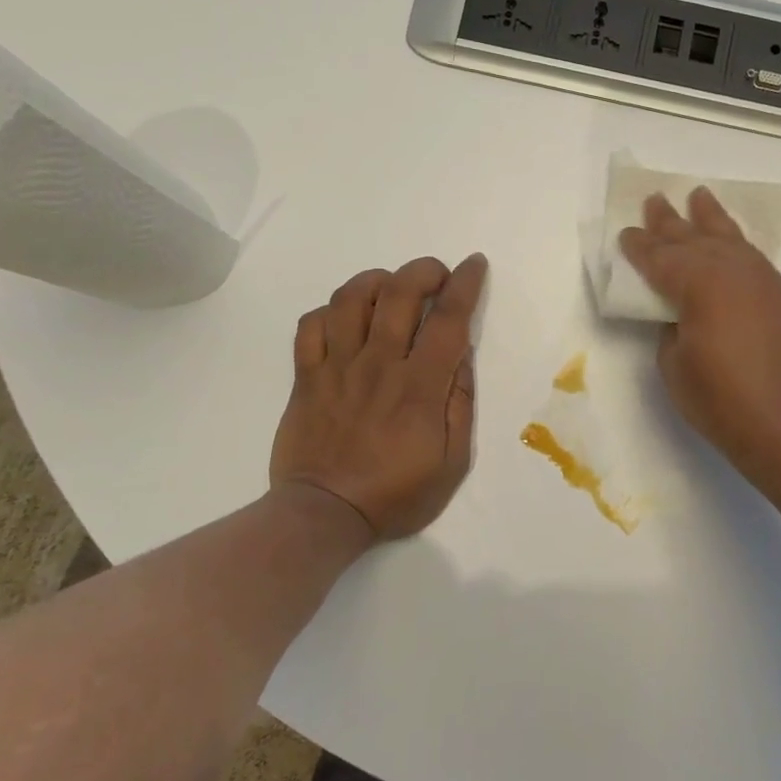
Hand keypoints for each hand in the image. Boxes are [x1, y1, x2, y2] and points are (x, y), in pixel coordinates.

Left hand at [270, 254, 487, 540]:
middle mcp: (378, 364)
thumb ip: (459, 405)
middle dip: (423, 270)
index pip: (448, 319)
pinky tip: (344, 319)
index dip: (465, 284)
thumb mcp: (452, 462)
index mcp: (420, 386)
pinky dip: (329, 311)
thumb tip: (461, 356)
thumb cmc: (395, 494)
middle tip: (436, 276)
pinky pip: (310, 326)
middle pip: (398, 293)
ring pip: (350, 299)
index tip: (474, 265)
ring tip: (389, 288)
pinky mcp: (306, 377)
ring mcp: (336, 367)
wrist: (325, 514)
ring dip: (375, 281)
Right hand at [620, 190, 780, 480]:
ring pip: (731, 239)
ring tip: (699, 197)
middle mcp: (732, 270)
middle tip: (655, 200)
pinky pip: (754, 258)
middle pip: (694, 238)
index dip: (639, 246)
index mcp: (698, 283)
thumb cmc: (719, 399)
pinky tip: (732, 243)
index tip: (625, 234)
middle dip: (670, 222)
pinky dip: (737, 245)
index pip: (660, 258)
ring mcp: (763, 280)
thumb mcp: (673, 364)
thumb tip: (680, 314)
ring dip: (711, 219)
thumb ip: (671, 328)